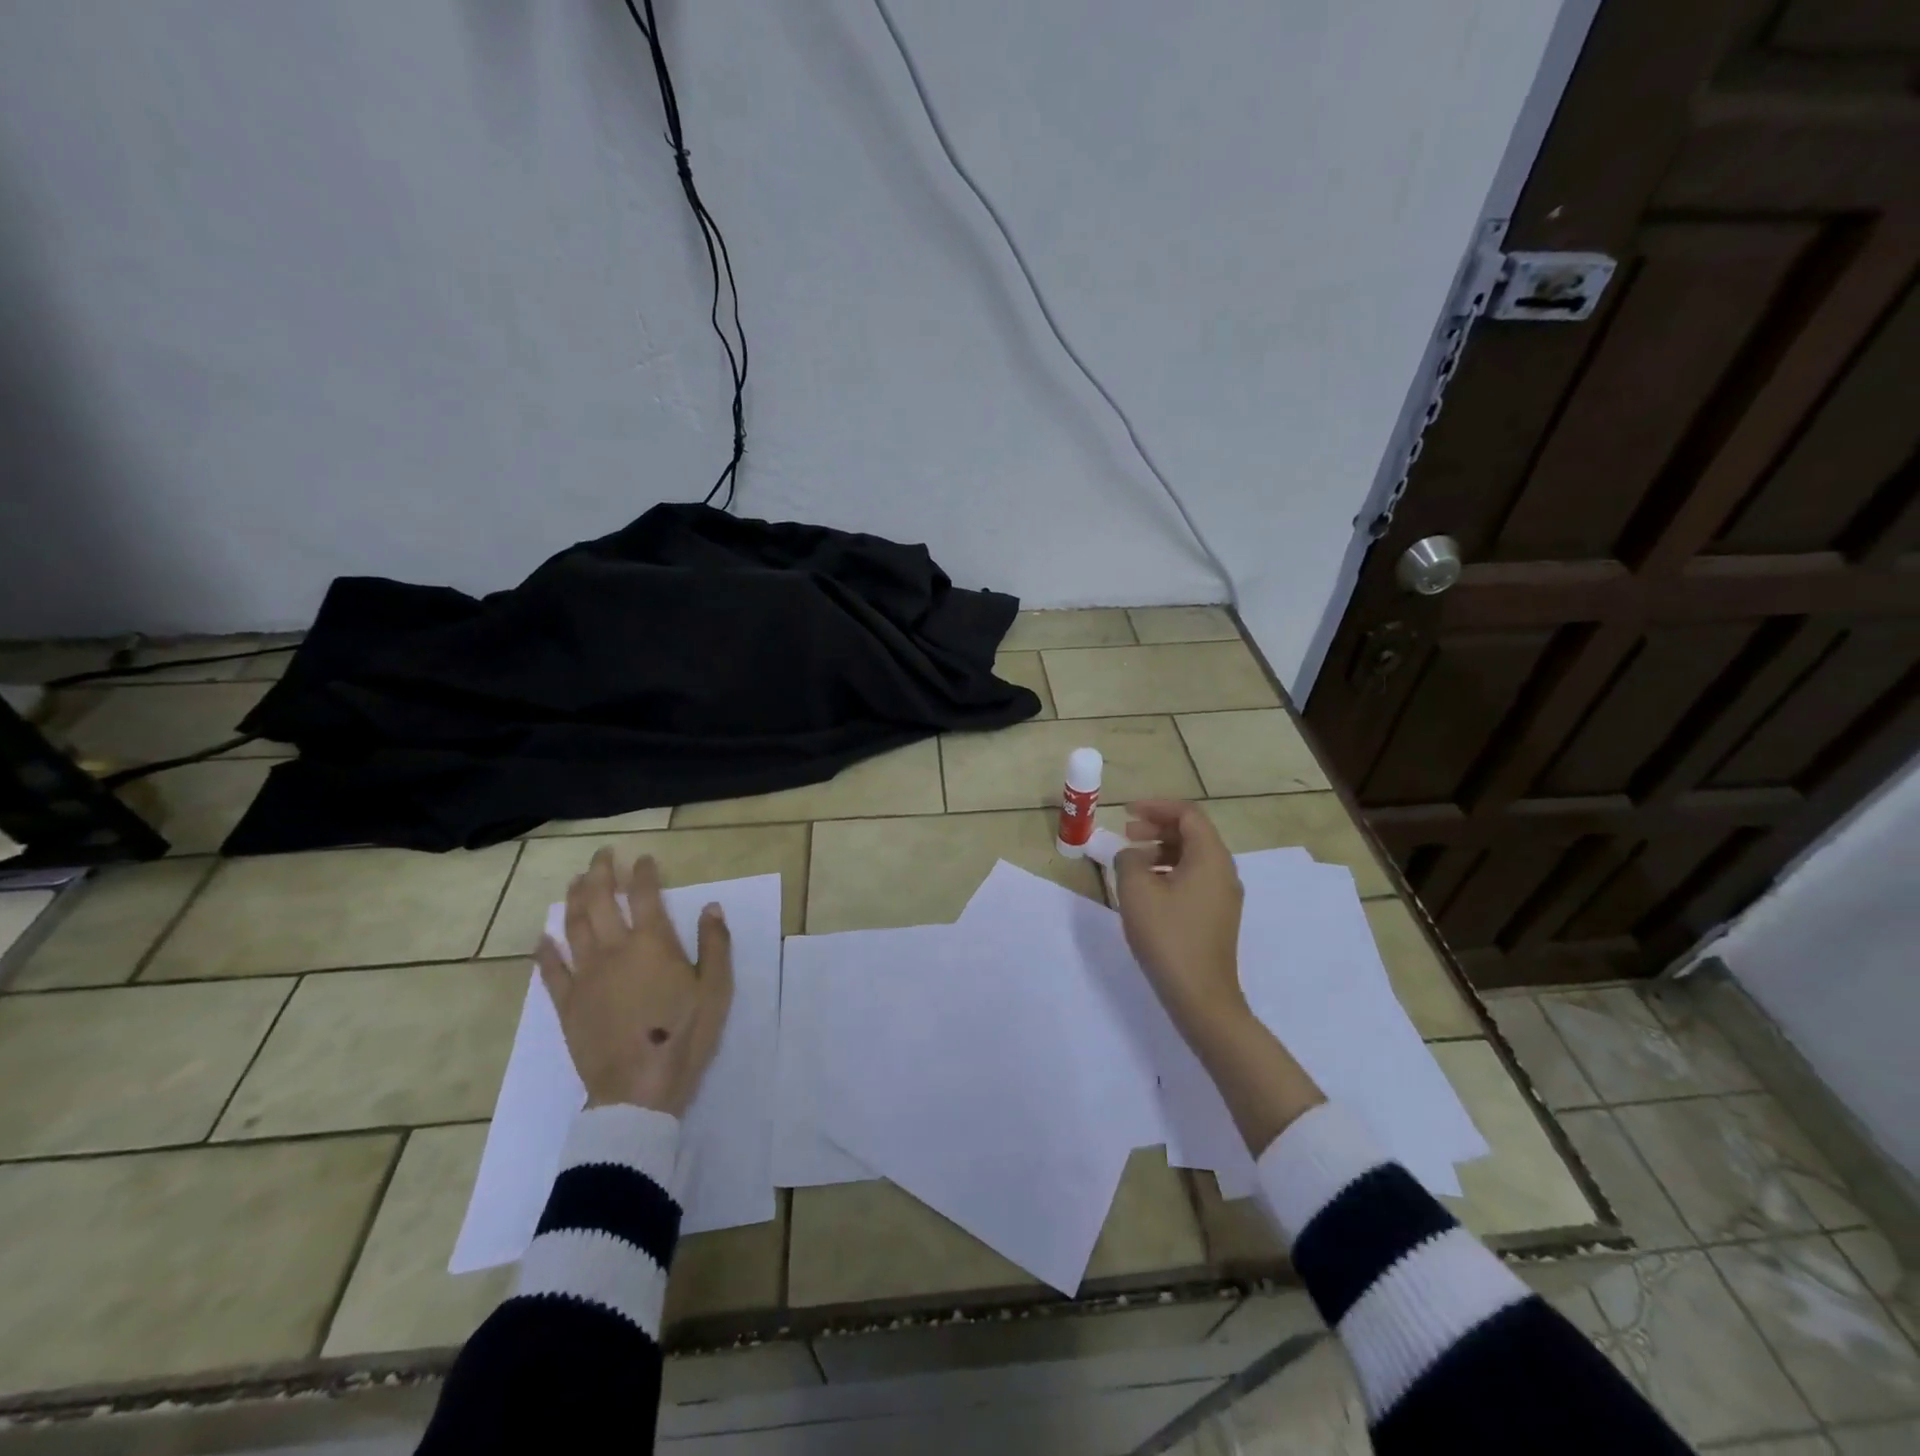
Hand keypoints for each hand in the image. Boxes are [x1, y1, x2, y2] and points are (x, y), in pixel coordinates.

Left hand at [535, 847, 733, 1115]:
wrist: (638, 1089)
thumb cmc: (684, 1035)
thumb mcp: (716, 988)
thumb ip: (714, 944)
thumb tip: (711, 906)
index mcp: (652, 944)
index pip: (644, 895)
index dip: (643, 872)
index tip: (643, 858)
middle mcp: (614, 950)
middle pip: (600, 901)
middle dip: (600, 873)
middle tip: (603, 855)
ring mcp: (585, 976)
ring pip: (573, 926)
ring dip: (573, 899)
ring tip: (576, 881)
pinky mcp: (567, 1004)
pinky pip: (551, 970)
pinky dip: (545, 951)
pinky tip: (543, 938)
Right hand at [1116, 801, 1325, 1153]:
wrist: (1200, 996)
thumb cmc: (1168, 936)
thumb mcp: (1136, 890)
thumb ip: (1128, 860)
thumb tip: (1131, 855)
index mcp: (1211, 857)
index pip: (1188, 814)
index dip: (1156, 806)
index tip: (1126, 812)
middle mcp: (1224, 870)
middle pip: (1192, 833)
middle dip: (1157, 826)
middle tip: (1126, 833)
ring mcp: (1223, 895)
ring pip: (1192, 856)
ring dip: (1161, 849)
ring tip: (1132, 861)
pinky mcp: (1217, 915)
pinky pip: (1194, 878)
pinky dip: (1169, 871)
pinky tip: (1147, 889)